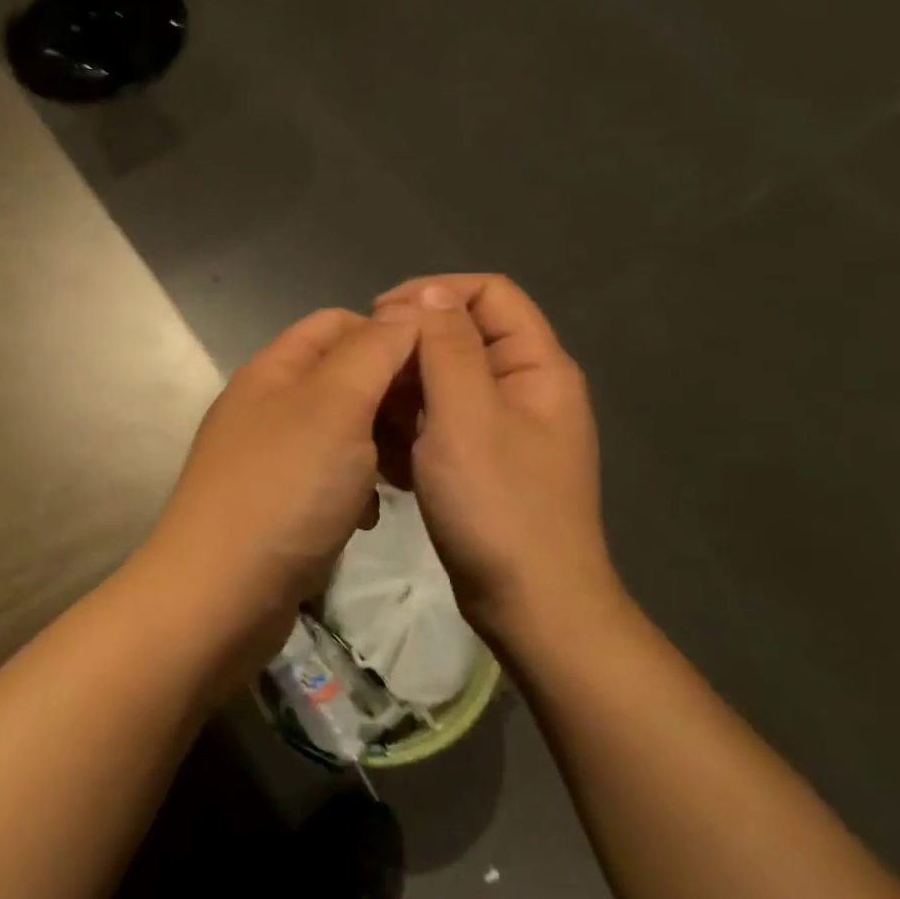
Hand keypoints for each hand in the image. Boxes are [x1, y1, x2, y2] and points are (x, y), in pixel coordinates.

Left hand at [138, 309, 419, 675]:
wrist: (219, 594)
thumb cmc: (285, 488)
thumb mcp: (337, 405)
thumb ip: (374, 351)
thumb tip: (408, 311)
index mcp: (274, 368)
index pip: (339, 323)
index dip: (391, 335)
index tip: (438, 371)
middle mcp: (266, 404)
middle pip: (342, 377)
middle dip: (389, 397)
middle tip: (429, 433)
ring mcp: (267, 456)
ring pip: (340, 430)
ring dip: (378, 446)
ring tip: (404, 477)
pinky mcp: (274, 503)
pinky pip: (326, 477)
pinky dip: (355, 487)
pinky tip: (369, 516)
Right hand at [372, 274, 624, 655]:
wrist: (530, 605)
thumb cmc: (498, 505)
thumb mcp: (466, 416)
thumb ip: (447, 347)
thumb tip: (430, 294)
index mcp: (536, 366)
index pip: (489, 293)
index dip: (433, 292)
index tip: (380, 317)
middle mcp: (524, 388)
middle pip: (462, 336)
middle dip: (410, 346)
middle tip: (363, 373)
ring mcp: (503, 428)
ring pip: (444, 382)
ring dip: (403, 392)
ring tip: (366, 417)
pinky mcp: (482, 461)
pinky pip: (440, 422)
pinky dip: (410, 428)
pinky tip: (383, 453)